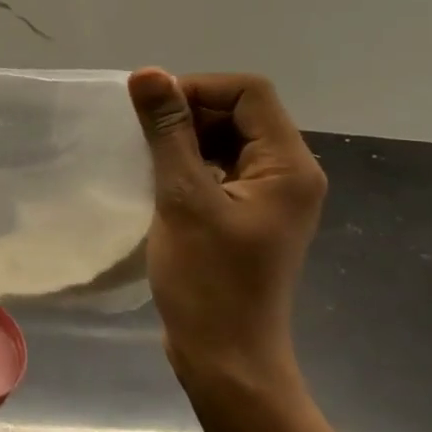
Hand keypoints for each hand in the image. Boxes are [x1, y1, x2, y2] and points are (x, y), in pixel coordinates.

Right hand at [127, 70, 325, 392]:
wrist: (225, 357)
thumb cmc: (208, 280)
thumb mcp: (182, 198)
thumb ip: (167, 132)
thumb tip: (148, 74)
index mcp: (288, 166)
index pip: (249, 92)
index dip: (197, 89)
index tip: (151, 112)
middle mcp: (288, 174)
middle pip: (240, 113)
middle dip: (189, 114)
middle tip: (143, 139)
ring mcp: (268, 197)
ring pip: (227, 140)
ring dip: (185, 140)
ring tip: (146, 160)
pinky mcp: (246, 215)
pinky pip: (219, 169)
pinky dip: (188, 164)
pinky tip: (158, 182)